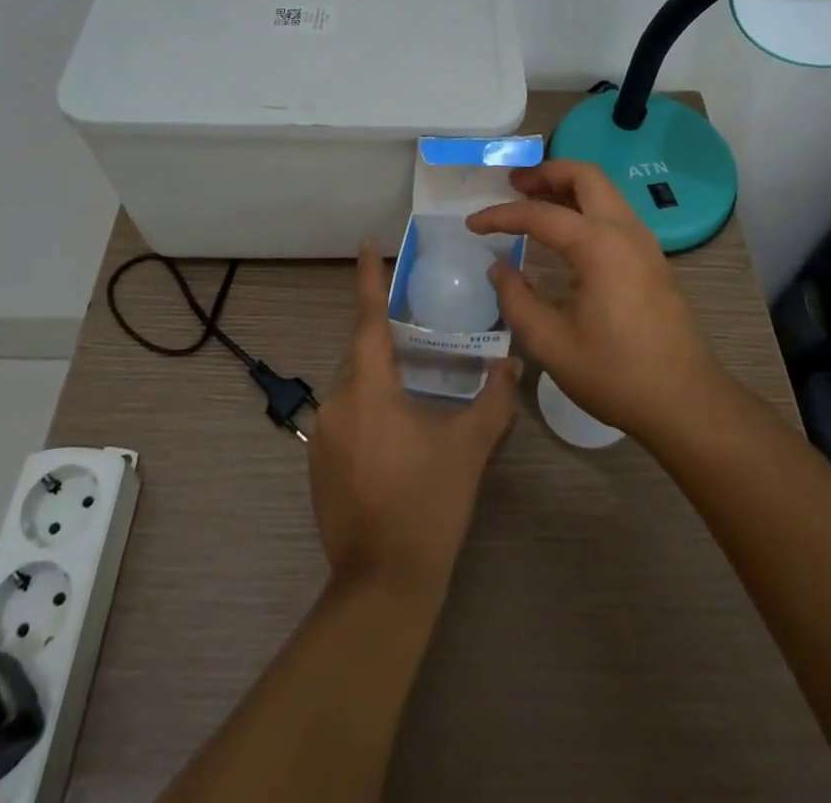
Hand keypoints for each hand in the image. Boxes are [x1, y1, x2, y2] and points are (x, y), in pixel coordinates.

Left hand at [306, 242, 520, 603]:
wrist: (383, 584)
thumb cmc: (429, 505)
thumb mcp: (469, 447)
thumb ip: (494, 399)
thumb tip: (513, 362)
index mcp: (369, 389)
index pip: (367, 320)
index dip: (368, 280)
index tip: (367, 245)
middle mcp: (337, 402)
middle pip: (359, 352)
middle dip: (383, 335)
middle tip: (416, 327)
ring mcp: (321, 434)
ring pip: (352, 384)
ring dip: (378, 374)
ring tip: (413, 379)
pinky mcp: (317, 461)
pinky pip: (345, 413)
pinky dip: (367, 404)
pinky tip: (396, 429)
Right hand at [466, 159, 724, 442]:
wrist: (686, 402)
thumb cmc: (616, 374)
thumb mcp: (551, 344)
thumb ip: (517, 300)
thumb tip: (499, 268)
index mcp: (599, 246)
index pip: (540, 215)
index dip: (501, 216)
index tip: (472, 224)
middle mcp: (625, 231)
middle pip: (585, 176)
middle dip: (545, 172)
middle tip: (513, 185)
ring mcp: (644, 243)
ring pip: (603, 191)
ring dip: (567, 187)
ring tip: (532, 202)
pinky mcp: (651, 259)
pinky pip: (614, 213)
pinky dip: (585, 207)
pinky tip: (564, 233)